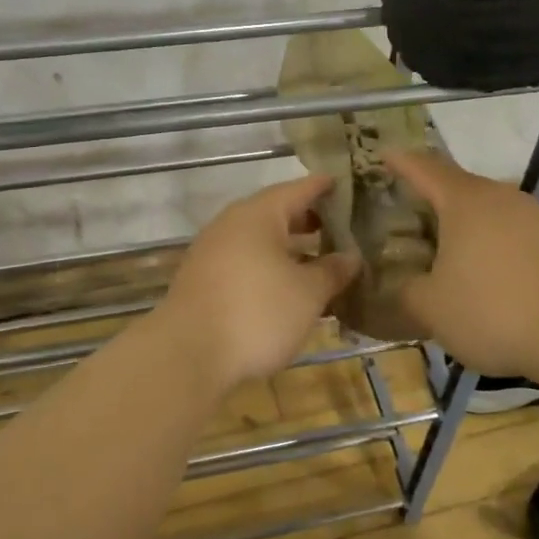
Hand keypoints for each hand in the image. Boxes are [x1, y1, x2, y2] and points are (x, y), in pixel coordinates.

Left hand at [156, 175, 360, 392]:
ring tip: (321, 260)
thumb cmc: (257, 313)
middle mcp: (231, 225)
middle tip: (340, 226)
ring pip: (259, 241)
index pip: (298, 189)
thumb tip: (350, 256)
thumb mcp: (307, 294)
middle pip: (276, 213)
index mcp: (258, 215)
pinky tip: (287, 288)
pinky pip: (245, 263)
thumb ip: (332, 271)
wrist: (187, 355)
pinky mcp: (203, 281)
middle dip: (309, 220)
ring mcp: (212, 253)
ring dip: (289, 248)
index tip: (346, 183)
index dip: (324, 187)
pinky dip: (270, 268)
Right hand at [383, 150, 538, 379]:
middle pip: (456, 185)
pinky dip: (484, 240)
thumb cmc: (493, 309)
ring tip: (437, 240)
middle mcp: (498, 197)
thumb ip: (406, 292)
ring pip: (484, 208)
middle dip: (428, 193)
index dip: (400, 161)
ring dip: (459, 220)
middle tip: (402, 206)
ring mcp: (531, 217)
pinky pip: (506, 230)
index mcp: (464, 201)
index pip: (423, 168)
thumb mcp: (431, 308)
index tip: (382, 153)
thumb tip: (401, 285)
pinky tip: (478, 268)